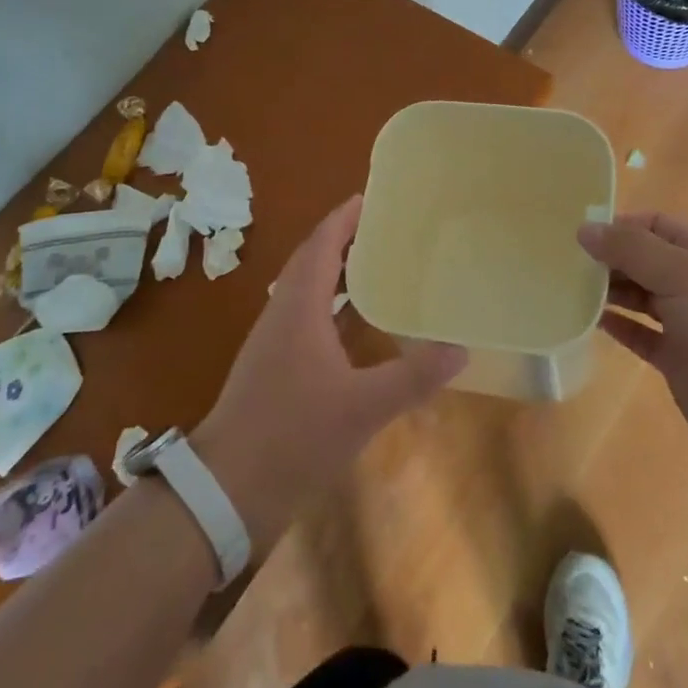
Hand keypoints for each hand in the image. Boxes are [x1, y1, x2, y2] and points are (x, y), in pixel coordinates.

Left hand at [193, 196, 467, 547]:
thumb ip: (413, 376)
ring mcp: (274, 342)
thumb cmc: (293, 435)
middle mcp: (283, 313)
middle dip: (344, 239)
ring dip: (338, 273)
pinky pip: (307, 318)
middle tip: (385, 228)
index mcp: (299, 306)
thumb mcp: (362, 407)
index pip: (322, 244)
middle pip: (313, 261)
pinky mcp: (274, 368)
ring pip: (308, 291)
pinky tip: (357, 326)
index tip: (371, 197)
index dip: (344, 218)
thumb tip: (461, 349)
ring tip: (378, 266)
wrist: (227, 490)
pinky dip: (333, 307)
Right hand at [577, 212, 687, 469]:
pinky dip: (615, 326)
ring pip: (638, 296)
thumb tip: (584, 229)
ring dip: (606, 291)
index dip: (616, 224)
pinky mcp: (676, 359)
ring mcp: (685, 321)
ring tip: (563, 287)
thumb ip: (630, 249)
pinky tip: (585, 320)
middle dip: (606, 257)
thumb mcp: (680, 273)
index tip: (574, 231)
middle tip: (558, 260)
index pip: (652, 224)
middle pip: (641, 259)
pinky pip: (638, 334)